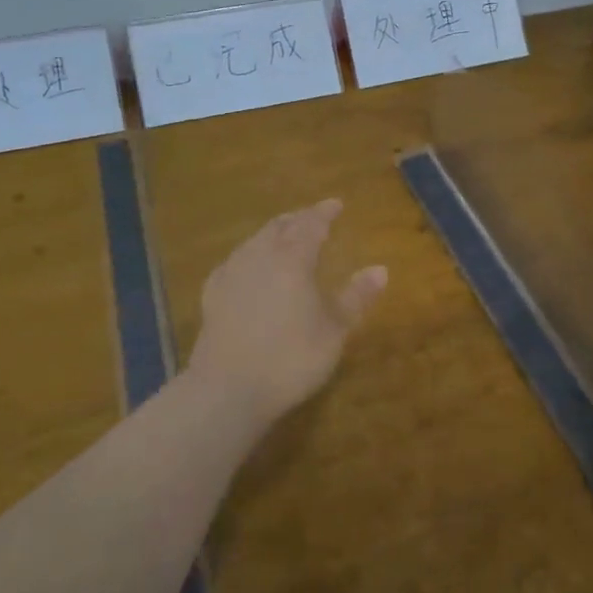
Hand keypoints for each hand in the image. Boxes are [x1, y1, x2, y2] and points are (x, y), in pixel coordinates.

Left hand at [185, 199, 387, 422]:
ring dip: (272, 234)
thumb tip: (380, 269)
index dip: (324, 212)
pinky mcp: (212, 294)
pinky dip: (249, 255)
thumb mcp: (334, 330)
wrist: (228, 389)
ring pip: (254, 241)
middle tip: (311, 218)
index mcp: (293, 258)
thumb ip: (356, 297)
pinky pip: (234, 261)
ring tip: (283, 237)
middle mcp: (260, 256)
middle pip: (280, 227)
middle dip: (298, 219)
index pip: (311, 224)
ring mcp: (232, 273)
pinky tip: (248, 266)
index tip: (336, 204)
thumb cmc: (291, 357)